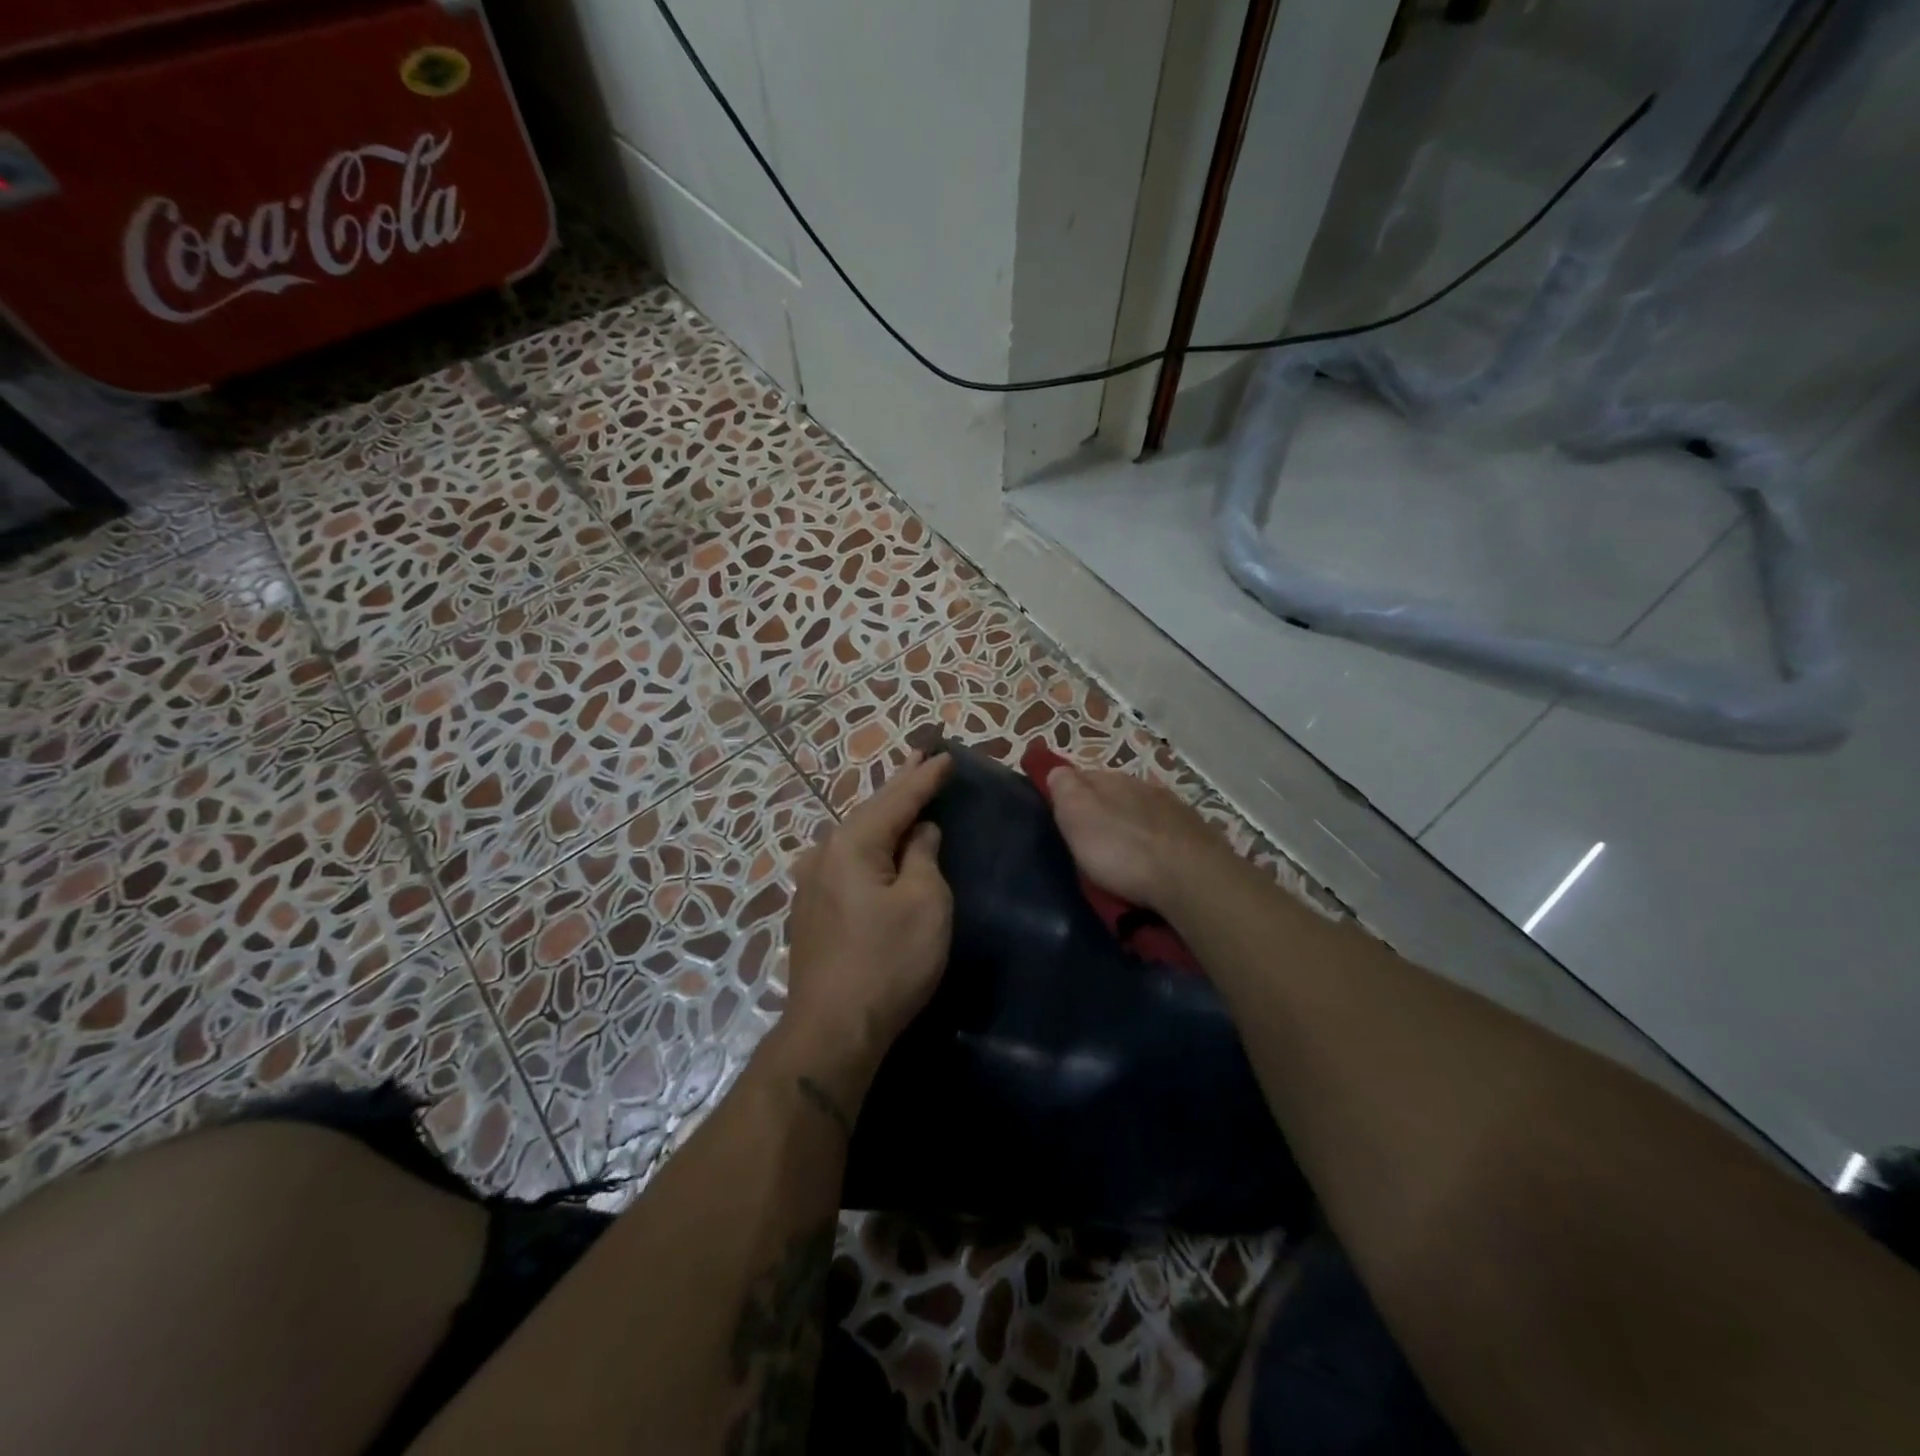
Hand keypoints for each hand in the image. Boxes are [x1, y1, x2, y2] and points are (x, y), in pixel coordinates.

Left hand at [781, 751, 954, 1079]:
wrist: (833, 1029)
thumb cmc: (888, 962)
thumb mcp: (924, 903)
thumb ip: (923, 857)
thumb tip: (919, 832)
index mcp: (852, 844)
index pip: (896, 799)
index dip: (924, 777)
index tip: (944, 754)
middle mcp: (824, 854)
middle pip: (871, 812)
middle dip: (900, 787)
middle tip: (922, 757)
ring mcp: (811, 883)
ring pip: (856, 837)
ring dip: (883, 816)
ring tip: (905, 795)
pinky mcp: (811, 910)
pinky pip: (848, 861)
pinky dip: (871, 845)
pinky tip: (879, 845)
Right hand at [1046, 766, 1229, 917]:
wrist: (1191, 878)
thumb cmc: (1122, 849)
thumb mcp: (1077, 815)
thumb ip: (1064, 788)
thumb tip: (1057, 770)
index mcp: (1110, 778)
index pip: (1080, 775)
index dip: (1068, 792)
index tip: (1059, 815)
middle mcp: (1142, 785)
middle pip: (1113, 792)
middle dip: (1101, 809)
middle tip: (1088, 839)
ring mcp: (1173, 808)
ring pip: (1142, 809)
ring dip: (1131, 824)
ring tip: (1121, 853)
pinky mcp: (1195, 834)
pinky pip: (1166, 831)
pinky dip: (1155, 841)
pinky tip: (1153, 858)